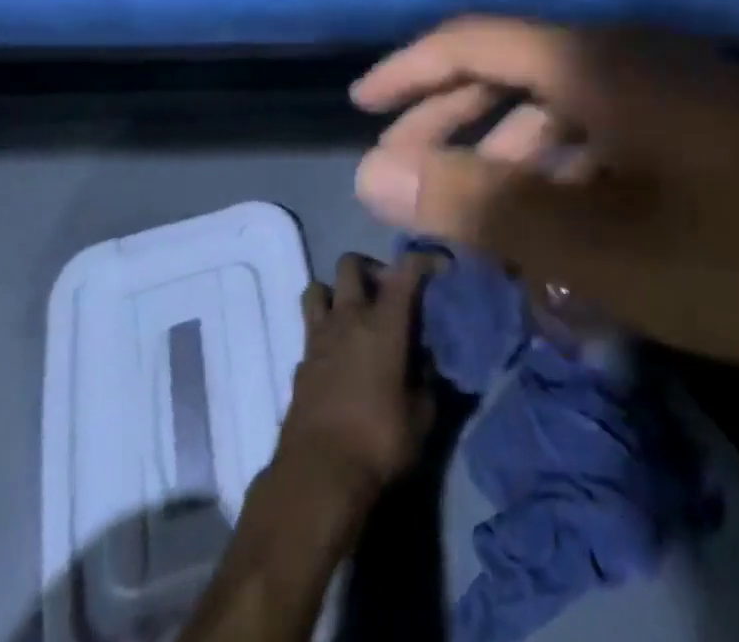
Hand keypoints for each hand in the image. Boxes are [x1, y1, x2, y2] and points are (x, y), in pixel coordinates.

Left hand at [275, 251, 437, 503]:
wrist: (317, 478)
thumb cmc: (378, 442)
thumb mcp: (421, 416)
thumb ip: (428, 380)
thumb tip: (429, 360)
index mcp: (384, 322)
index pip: (406, 269)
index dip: (425, 259)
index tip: (440, 268)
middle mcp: (349, 317)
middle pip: (350, 264)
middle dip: (370, 269)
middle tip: (387, 294)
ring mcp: (318, 339)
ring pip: (318, 289)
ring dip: (336, 294)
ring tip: (354, 317)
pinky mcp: (299, 364)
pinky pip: (310, 332)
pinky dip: (324, 335)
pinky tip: (337, 358)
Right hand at [351, 17, 738, 385]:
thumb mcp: (595, 246)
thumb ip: (480, 205)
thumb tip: (374, 175)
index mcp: (599, 62)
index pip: (476, 40)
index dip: (410, 70)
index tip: (362, 106)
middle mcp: (634, 55)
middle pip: (517, 73)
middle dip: (452, 123)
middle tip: (402, 175)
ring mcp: (678, 87)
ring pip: (567, 111)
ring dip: (515, 159)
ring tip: (478, 221)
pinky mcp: (711, 124)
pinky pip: (615, 137)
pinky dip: (574, 176)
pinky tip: (565, 233)